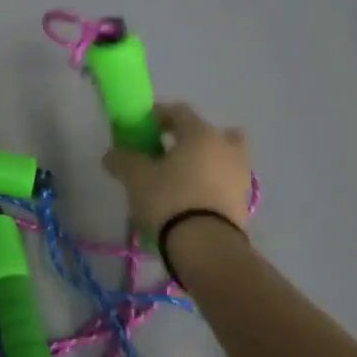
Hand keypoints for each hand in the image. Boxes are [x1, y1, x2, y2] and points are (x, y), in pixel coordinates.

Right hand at [103, 103, 252, 235]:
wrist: (206, 245)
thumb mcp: (136, 178)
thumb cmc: (169, 199)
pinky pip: (225, 179)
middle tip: (165, 151)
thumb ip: (123, 160)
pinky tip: (191, 197)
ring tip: (180, 177)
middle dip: (187, 137)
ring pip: (222, 155)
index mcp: (201, 133)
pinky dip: (211, 181)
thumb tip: (112, 154)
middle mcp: (226, 146)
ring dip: (204, 159)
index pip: (179, 111)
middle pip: (207, 132)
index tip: (142, 126)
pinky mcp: (244, 200)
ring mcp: (240, 173)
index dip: (158, 114)